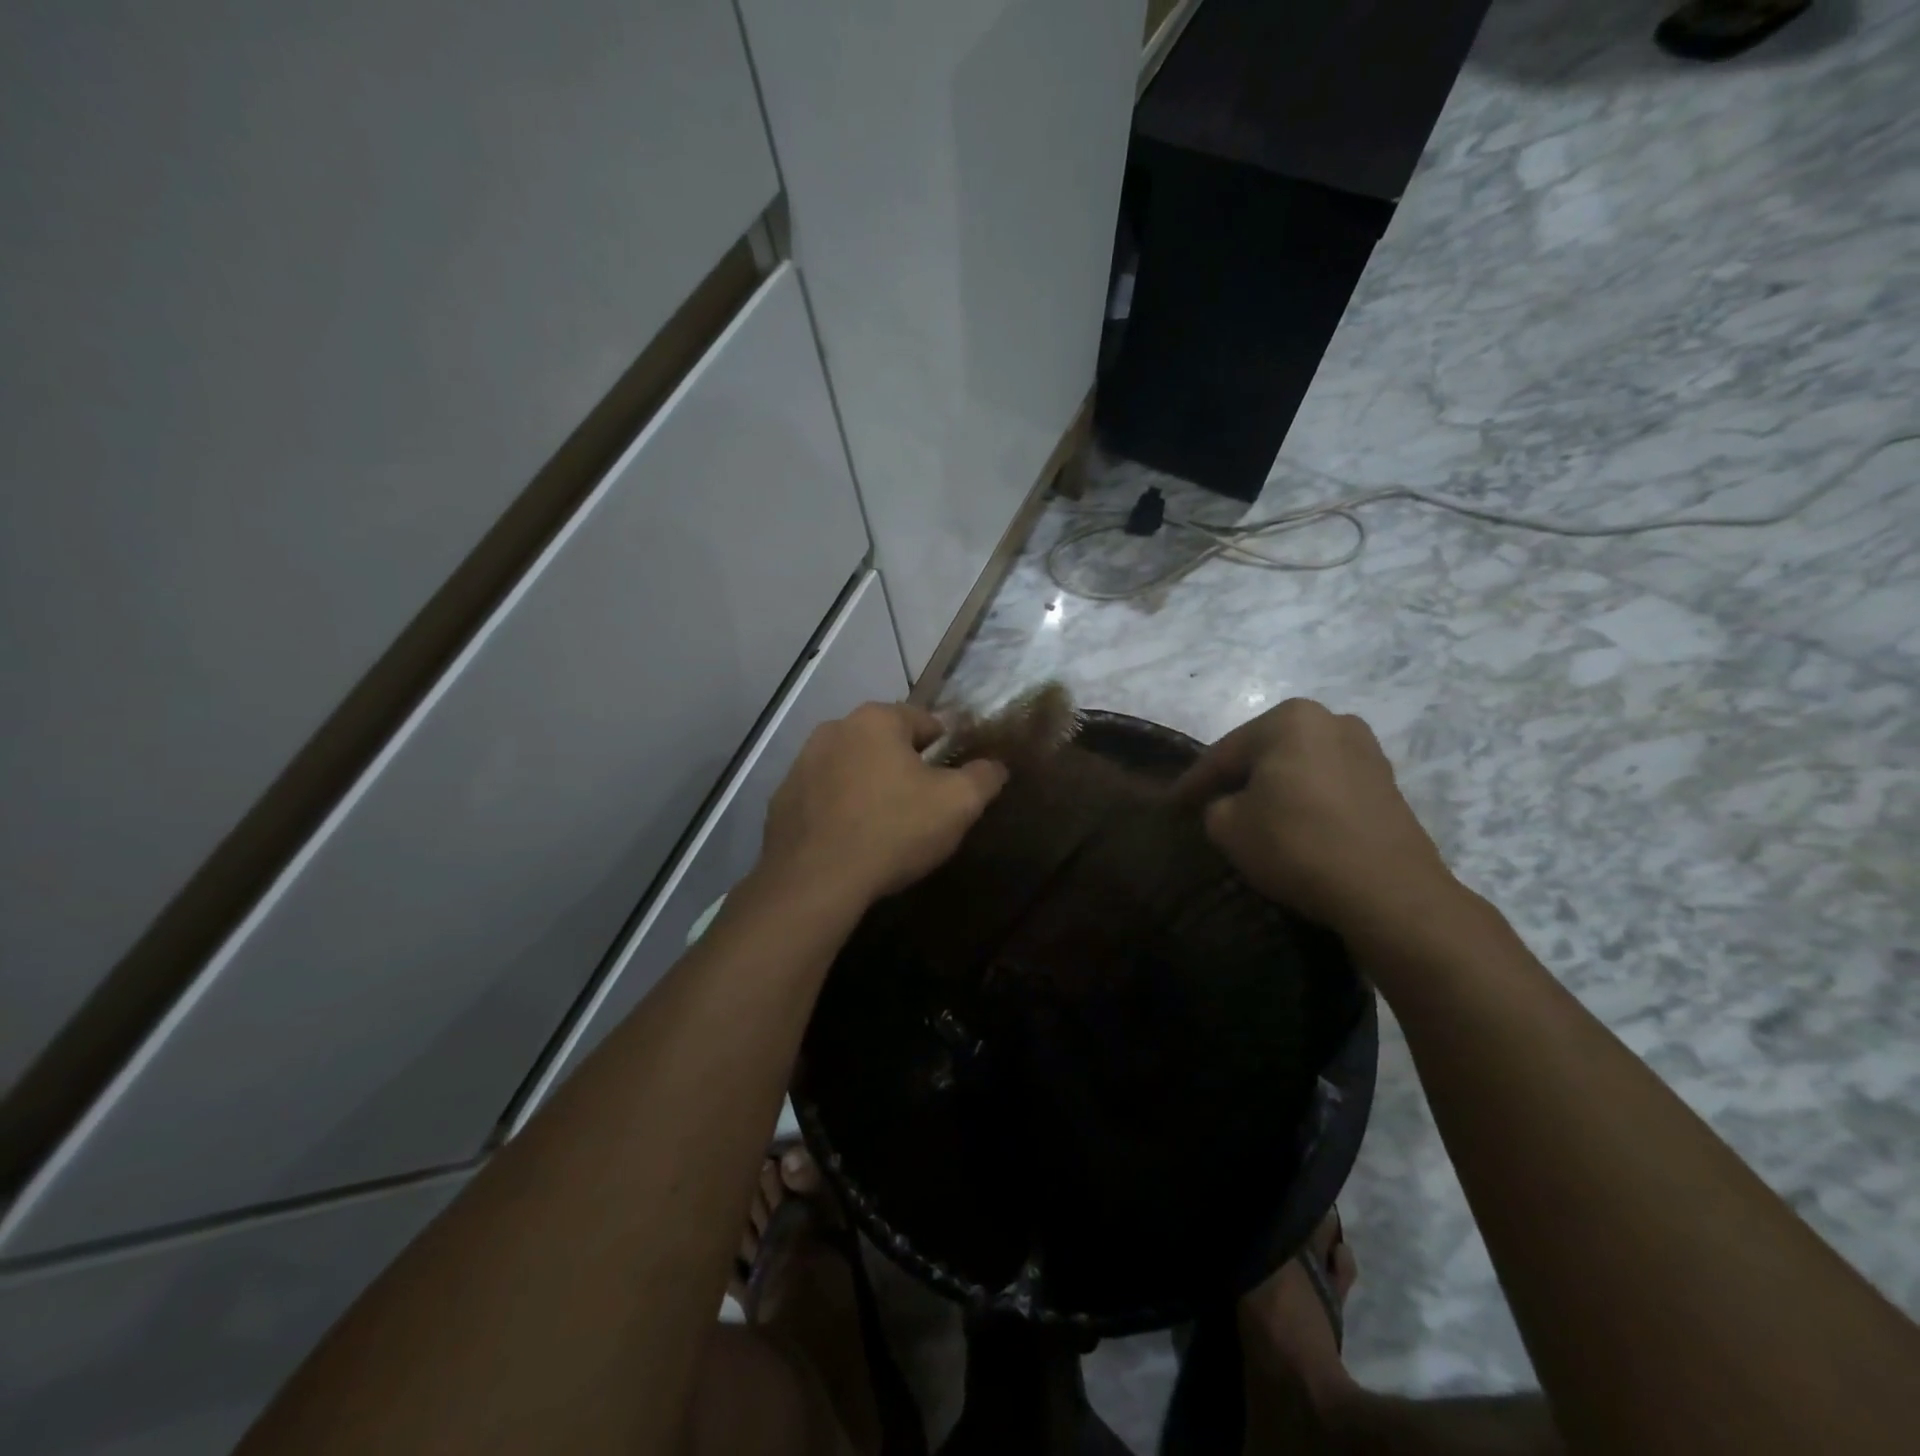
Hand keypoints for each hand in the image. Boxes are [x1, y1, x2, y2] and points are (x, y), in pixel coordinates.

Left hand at [757, 702, 1008, 911]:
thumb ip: (983, 777)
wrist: (815, 882)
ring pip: (850, 766)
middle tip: (920, 803)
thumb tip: (995, 765)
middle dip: (903, 765)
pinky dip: (838, 808)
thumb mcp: (958, 804)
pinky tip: (850, 839)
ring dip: (868, 784)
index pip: (924, 721)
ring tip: (884, 823)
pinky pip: (823, 796)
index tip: (952, 778)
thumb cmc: (893, 830)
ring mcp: (801, 763)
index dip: (944, 747)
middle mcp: (834, 729)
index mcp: (876, 720)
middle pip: (883, 742)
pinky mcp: (782, 799)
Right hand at [1176, 699, 1461, 939]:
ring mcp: (1366, 750)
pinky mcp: (1387, 783)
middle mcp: (1330, 720)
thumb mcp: (1228, 827)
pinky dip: (1304, 801)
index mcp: (1289, 719)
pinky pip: (1327, 786)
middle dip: (1236, 779)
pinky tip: (1291, 823)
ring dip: (1273, 789)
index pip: (1223, 753)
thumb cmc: (1297, 845)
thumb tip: (1229, 805)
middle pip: (1264, 753)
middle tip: (1208, 805)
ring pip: (1298, 768)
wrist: (1389, 892)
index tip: (1171, 805)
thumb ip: (1215, 806)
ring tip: (1250, 815)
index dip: (1192, 784)